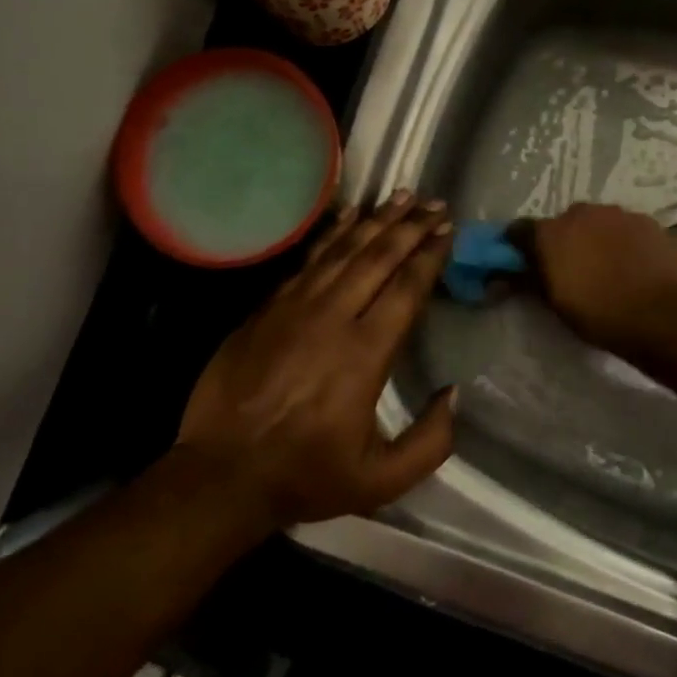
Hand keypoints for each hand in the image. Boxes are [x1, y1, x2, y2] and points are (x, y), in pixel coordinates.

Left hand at [174, 193, 457, 529]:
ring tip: (399, 196)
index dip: (429, 256)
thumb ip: (430, 441)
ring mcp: (295, 307)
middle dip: (409, 227)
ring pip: (342, 250)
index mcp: (365, 354)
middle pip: (377, 257)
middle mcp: (332, 317)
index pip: (405, 289)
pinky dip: (330, 234)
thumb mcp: (381, 480)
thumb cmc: (306, 475)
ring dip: (375, 221)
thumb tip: (453, 394)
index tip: (447, 230)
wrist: (223, 473)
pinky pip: (307, 259)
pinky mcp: (267, 307)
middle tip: (433, 202)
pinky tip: (347, 216)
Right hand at [520, 203, 676, 351]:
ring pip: (598, 222)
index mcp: (551, 233)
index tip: (524, 261)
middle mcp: (581, 214)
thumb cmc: (600, 314)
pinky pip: (627, 228)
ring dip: (596, 238)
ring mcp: (618, 214)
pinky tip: (634, 265)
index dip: (520, 245)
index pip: (520, 230)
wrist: (663, 315)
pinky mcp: (648, 222)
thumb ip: (530, 281)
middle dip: (564, 240)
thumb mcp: (556, 304)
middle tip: (572, 268)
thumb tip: (508, 274)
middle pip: (563, 222)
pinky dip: (625, 242)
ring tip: (608, 267)